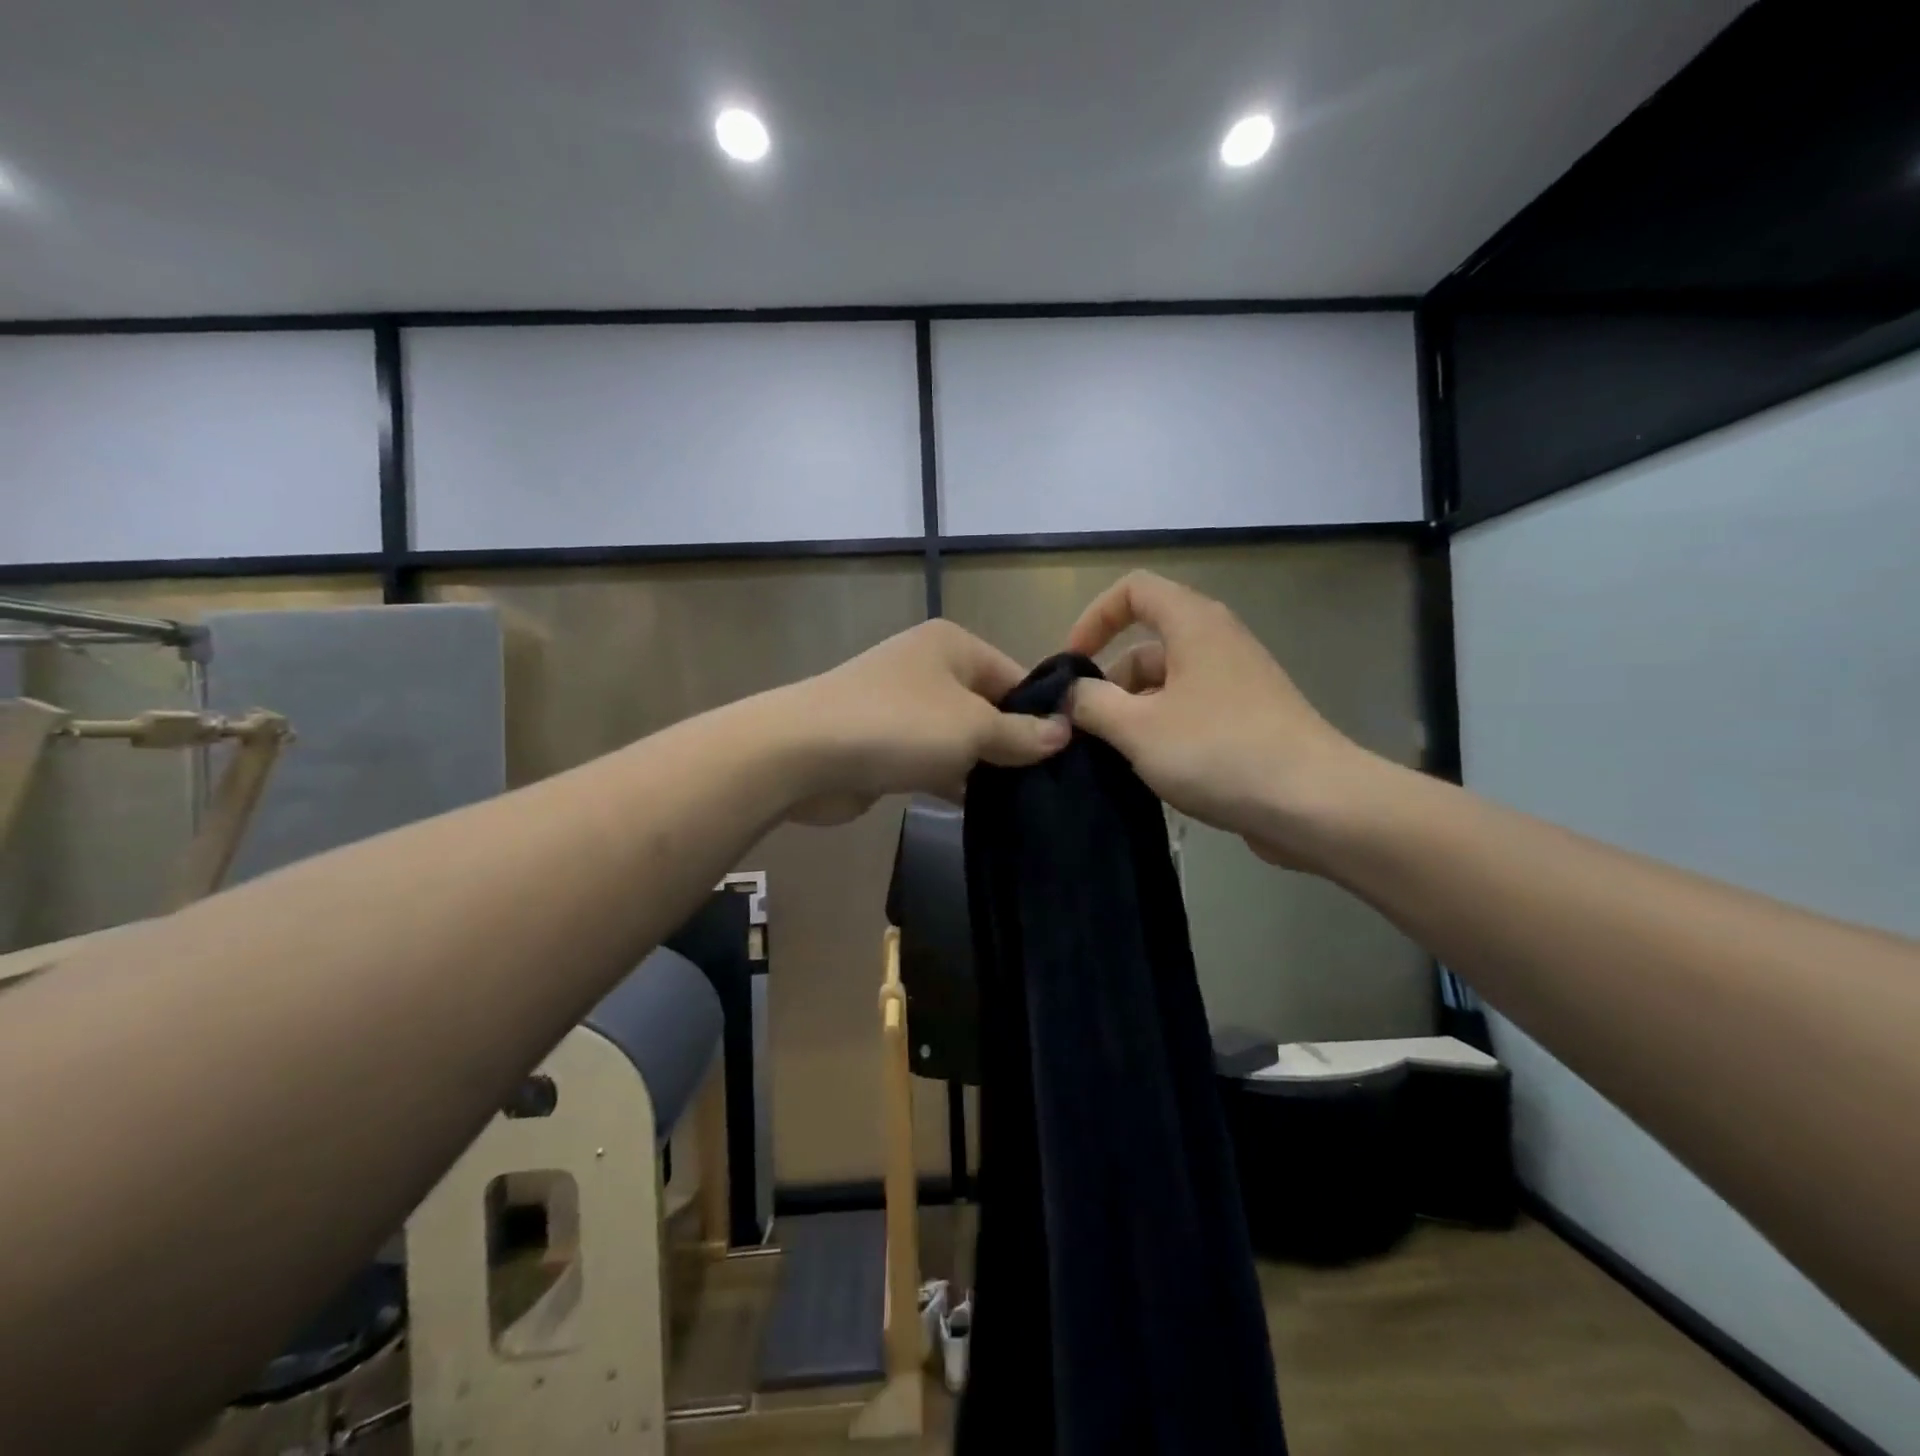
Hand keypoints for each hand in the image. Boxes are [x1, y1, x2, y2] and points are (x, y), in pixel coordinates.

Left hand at [780, 618, 1069, 824]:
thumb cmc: (899, 726)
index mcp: (953, 646)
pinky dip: (954, 781)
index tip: (1072, 757)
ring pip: (961, 738)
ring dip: (985, 768)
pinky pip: (933, 761)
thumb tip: (1065, 733)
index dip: (1043, 715)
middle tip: (1053, 787)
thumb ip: (1021, 735)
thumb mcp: (972, 728)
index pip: (1016, 677)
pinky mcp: (886, 745)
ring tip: (1028, 804)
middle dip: (1015, 745)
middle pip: (989, 708)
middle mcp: (929, 669)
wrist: (803, 755)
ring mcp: (904, 708)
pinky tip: (984, 810)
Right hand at [1065, 572, 1379, 868]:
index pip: (1133, 590)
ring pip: (1166, 684)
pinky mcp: (1248, 720)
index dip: (1095, 618)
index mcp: (1193, 625)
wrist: (1315, 803)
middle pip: (1146, 645)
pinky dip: (1162, 731)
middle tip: (1087, 728)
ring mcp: (1236, 683)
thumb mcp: (1137, 728)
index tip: (1073, 665)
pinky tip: (1151, 772)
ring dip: (1133, 713)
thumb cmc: (1219, 751)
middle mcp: (1217, 643)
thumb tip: (1068, 694)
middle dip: (1110, 682)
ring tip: (1115, 757)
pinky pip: (1190, 712)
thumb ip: (1091, 703)